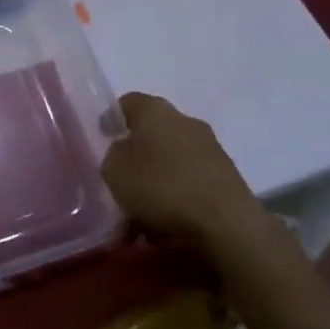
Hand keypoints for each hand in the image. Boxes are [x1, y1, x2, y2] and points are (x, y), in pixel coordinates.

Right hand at [101, 93, 284, 267]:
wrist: (227, 224)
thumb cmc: (161, 186)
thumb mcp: (114, 170)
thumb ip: (113, 156)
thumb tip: (124, 153)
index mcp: (155, 110)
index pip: (127, 102)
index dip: (111, 119)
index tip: (102, 140)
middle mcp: (185, 121)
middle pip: (152, 133)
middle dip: (137, 155)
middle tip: (121, 181)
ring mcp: (211, 149)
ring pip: (172, 161)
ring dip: (157, 180)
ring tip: (142, 213)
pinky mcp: (227, 179)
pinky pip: (191, 183)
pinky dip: (177, 198)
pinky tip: (166, 225)